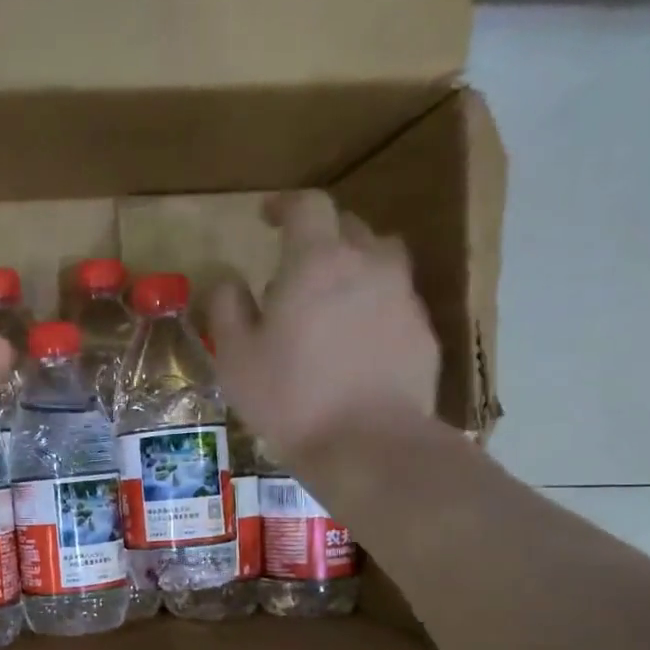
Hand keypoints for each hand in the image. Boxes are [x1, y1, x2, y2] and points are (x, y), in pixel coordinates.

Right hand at [208, 191, 440, 464]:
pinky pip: (396, 301)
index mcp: (318, 262)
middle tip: (295, 265)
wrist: (369, 445)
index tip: (266, 216)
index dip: (285, 205)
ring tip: (332, 298)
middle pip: (349, 227)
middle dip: (320, 236)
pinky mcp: (423, 333)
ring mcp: (403, 298)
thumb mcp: (236, 357)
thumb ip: (227, 308)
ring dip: (355, 265)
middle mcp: (368, 265)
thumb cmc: (290, 397)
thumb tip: (226, 280)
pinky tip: (357, 342)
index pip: (308, 206)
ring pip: (381, 260)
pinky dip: (374, 306)